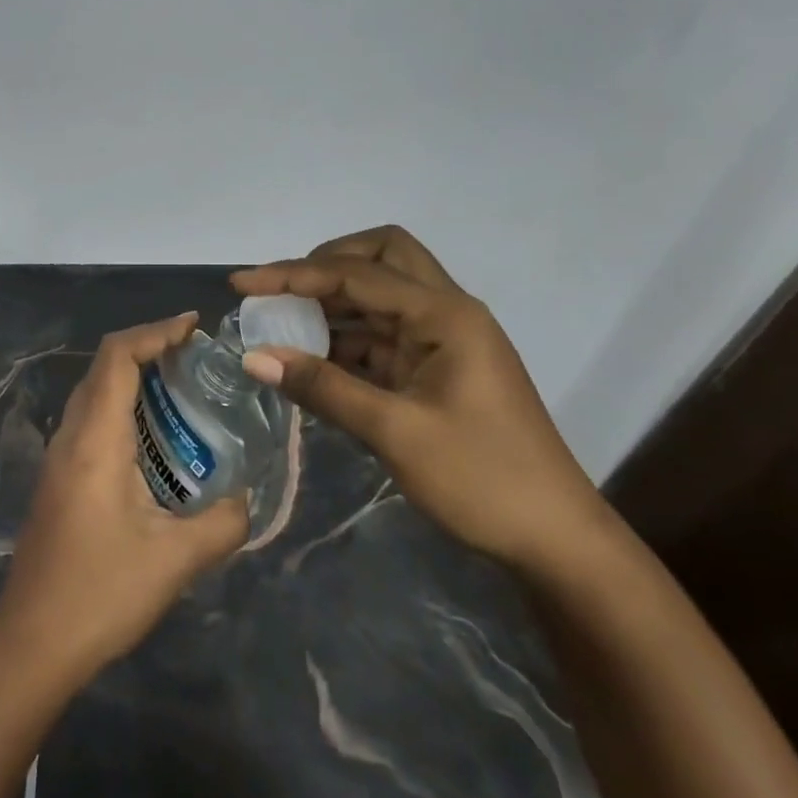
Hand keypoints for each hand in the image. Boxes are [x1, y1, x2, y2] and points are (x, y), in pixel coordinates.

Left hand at [0, 313, 249, 680]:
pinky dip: (121, 406)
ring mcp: (58, 457)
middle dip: (148, 348)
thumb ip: (223, 523)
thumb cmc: (101, 593)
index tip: (193, 327)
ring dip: (133, 377)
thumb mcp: (175, 560)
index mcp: (95, 440)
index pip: (118, 357)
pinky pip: (89, 419)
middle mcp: (70, 436)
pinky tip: (153, 437)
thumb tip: (248, 500)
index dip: (155, 331)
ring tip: (181, 388)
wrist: (31, 645)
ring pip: (93, 391)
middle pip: (103, 366)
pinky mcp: (57, 478)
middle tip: (195, 357)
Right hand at [232, 226, 605, 569]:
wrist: (556, 540)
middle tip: (283, 292)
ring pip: (382, 295)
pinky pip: (384, 335)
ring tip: (281, 324)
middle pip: (382, 257)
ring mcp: (444, 340)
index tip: (242, 283)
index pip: (356, 274)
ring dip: (333, 303)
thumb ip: (323, 388)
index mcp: (445, 314)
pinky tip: (311, 360)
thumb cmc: (483, 480)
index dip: (293, 274)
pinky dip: (346, 339)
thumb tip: (253, 358)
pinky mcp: (437, 368)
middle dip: (328, 264)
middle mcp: (446, 312)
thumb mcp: (396, 433)